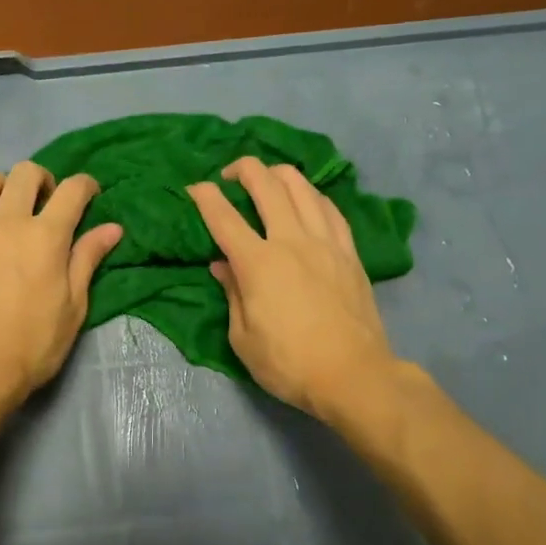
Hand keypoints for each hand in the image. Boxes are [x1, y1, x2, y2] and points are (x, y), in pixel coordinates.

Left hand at [0, 162, 122, 408]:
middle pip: (25, 172)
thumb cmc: (34, 343)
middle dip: (42, 179)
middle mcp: (7, 221)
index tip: (90, 194)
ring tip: (4, 210)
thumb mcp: (73, 305)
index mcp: (46, 235)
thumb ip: (88, 259)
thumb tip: (112, 228)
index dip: (86, 185)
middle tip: (45, 202)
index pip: (72, 190)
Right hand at [188, 157, 397, 417]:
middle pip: (267, 185)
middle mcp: (292, 241)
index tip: (193, 188)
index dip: (205, 197)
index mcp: (258, 263)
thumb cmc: (288, 364)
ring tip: (268, 178)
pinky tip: (308, 199)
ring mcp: (326, 243)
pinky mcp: (350, 253)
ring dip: (280, 174)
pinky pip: (331, 210)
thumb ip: (232, 294)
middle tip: (230, 175)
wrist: (352, 375)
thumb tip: (223, 266)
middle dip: (244, 169)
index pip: (224, 218)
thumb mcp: (243, 338)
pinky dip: (313, 196)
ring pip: (303, 188)